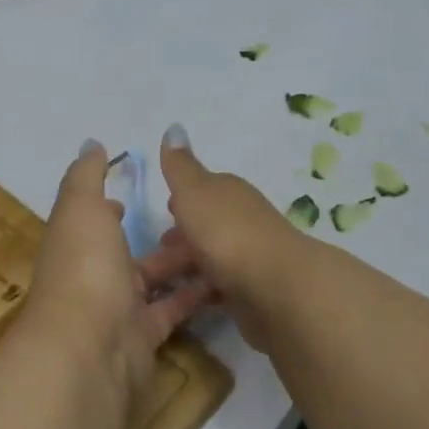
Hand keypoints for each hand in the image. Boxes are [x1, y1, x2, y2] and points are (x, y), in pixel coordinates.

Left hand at [24, 140, 209, 405]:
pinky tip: (222, 277)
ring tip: (219, 241)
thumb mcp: (82, 207)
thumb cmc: (84, 266)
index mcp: (77, 242)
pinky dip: (194, 294)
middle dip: (157, 235)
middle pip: (127, 252)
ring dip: (181, 262)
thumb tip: (91, 144)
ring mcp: (118, 309)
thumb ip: (87, 176)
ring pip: (155, 279)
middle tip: (196, 216)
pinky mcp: (144, 336)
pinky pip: (173, 308)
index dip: (107, 208)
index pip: (91, 221)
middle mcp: (94, 275)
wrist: (89, 349)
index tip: (131, 195)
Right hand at [139, 124, 310, 352]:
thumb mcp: (194, 191)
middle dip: (181, 236)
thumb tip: (174, 126)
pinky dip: (202, 290)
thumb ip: (180, 166)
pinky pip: (219, 287)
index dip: (182, 199)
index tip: (162, 211)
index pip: (203, 189)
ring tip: (157, 283)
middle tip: (150, 255)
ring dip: (187, 265)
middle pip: (206, 224)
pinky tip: (184, 302)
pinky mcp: (253, 291)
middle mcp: (242, 219)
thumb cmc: (227, 233)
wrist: (277, 288)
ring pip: (210, 257)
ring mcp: (250, 256)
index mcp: (228, 192)